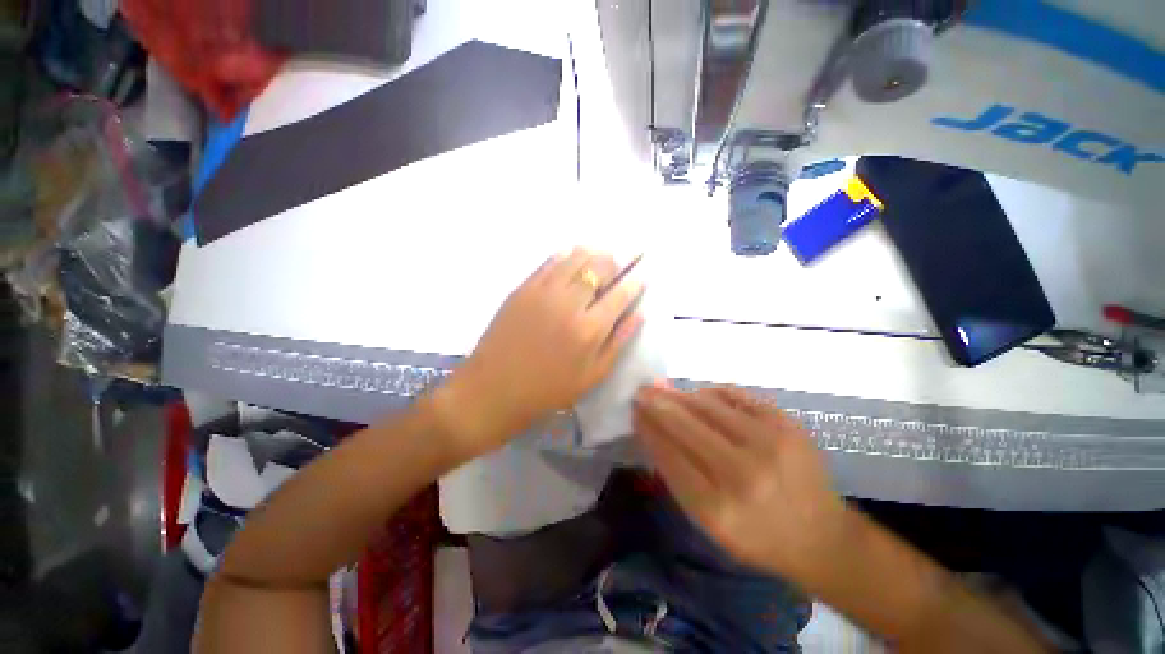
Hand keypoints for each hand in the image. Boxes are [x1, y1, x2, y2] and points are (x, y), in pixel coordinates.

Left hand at [433, 248, 643, 457]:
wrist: (495, 388)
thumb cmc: (549, 389)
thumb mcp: (593, 376)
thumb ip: (618, 342)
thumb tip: (640, 314)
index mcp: (590, 329)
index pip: (621, 294)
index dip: (635, 281)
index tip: (643, 273)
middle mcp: (570, 303)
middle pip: (600, 269)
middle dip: (619, 259)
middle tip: (629, 253)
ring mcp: (544, 292)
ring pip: (576, 259)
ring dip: (595, 252)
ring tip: (605, 250)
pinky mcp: (523, 288)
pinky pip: (549, 262)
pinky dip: (566, 254)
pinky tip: (574, 252)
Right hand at [633, 386, 846, 577]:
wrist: (822, 537)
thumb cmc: (757, 537)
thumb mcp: (708, 523)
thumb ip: (676, 476)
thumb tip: (652, 428)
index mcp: (718, 509)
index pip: (668, 454)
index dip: (648, 428)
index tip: (635, 412)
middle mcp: (743, 474)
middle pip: (685, 425)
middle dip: (657, 404)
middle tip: (642, 392)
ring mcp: (770, 445)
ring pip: (707, 405)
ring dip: (681, 396)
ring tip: (667, 392)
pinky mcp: (788, 425)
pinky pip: (736, 397)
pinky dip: (712, 394)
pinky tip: (701, 397)